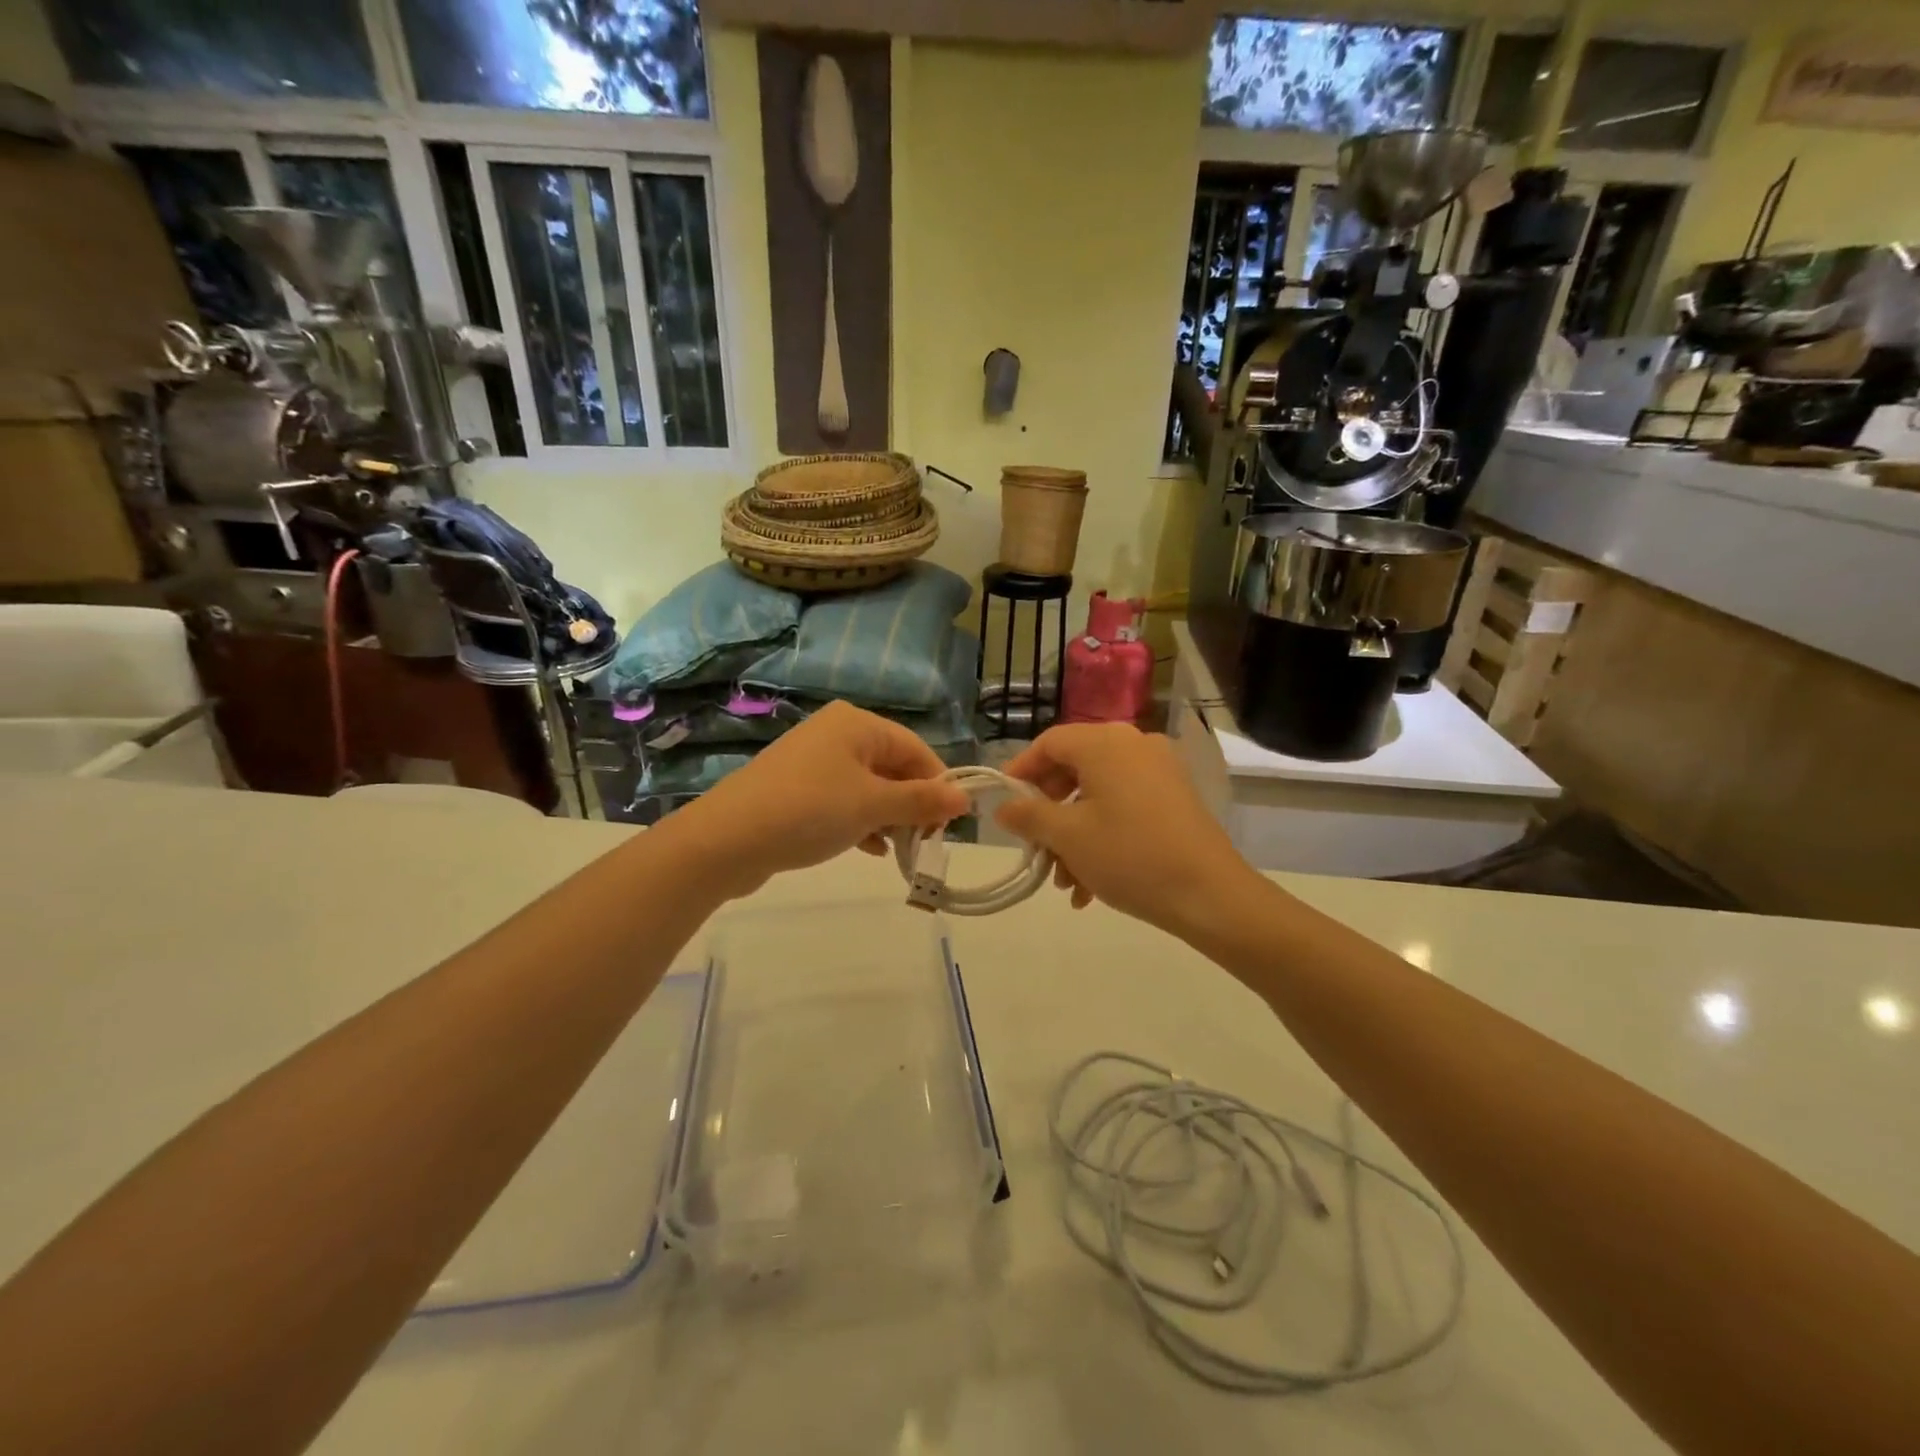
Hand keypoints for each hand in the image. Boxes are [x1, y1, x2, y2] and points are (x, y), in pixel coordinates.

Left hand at [668, 701, 967, 898]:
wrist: (727, 839)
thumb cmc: (810, 810)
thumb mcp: (873, 805)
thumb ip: (921, 801)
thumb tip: (965, 798)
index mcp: (857, 724)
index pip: (916, 749)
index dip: (938, 785)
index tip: (950, 823)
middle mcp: (836, 734)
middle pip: (892, 767)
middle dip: (912, 804)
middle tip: (924, 842)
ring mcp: (814, 762)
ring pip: (868, 787)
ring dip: (889, 817)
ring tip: (900, 850)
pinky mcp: (797, 789)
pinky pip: (844, 801)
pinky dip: (862, 822)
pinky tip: (871, 849)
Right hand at [996, 723, 1261, 936]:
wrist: (1209, 894)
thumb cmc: (1129, 855)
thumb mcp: (1068, 837)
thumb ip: (1028, 816)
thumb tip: (1004, 807)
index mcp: (1105, 743)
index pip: (1050, 742)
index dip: (1021, 770)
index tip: (1003, 803)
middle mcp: (1134, 745)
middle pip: (1074, 767)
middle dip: (1048, 812)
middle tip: (1034, 846)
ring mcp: (1159, 770)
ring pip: (1098, 794)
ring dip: (1073, 834)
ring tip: (1064, 881)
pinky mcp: (1175, 797)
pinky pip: (1124, 806)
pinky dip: (1102, 835)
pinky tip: (1091, 884)